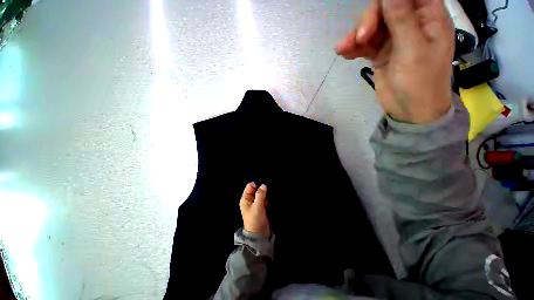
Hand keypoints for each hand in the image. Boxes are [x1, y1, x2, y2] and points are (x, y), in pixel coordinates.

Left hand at [239, 183, 270, 236]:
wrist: (259, 235)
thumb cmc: (255, 220)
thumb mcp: (257, 206)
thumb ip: (260, 195)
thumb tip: (263, 185)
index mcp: (245, 199)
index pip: (250, 186)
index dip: (256, 185)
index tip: (263, 187)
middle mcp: (250, 200)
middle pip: (256, 189)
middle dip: (262, 190)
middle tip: (268, 192)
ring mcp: (256, 203)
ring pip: (261, 194)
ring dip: (266, 195)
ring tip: (269, 198)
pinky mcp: (262, 207)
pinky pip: (265, 199)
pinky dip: (267, 199)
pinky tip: (270, 202)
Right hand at [335, 0, 454, 123]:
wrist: (409, 110)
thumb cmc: (420, 82)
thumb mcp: (412, 50)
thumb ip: (401, 18)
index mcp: (429, 17)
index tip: (374, 11)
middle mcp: (411, 23)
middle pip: (385, 8)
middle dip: (369, 20)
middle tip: (360, 38)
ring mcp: (394, 38)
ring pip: (371, 26)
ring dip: (356, 36)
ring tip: (345, 49)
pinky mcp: (381, 52)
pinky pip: (364, 44)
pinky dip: (353, 48)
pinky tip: (345, 54)